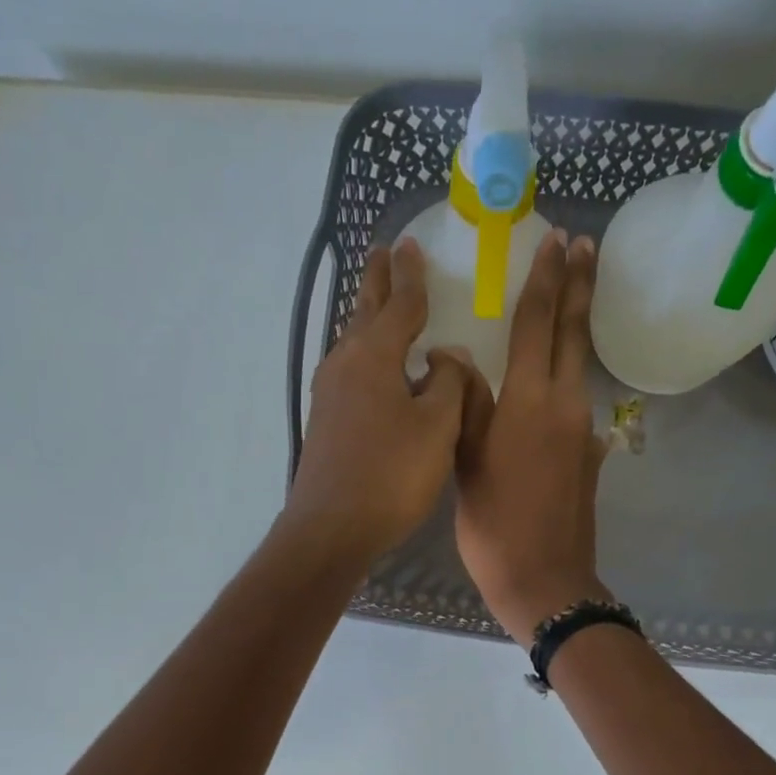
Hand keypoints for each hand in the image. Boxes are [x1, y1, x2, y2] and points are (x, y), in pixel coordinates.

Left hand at [284, 238, 484, 567]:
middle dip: (377, 282)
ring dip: (368, 317)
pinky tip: (372, 367)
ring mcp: (330, 394)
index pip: (400, 304)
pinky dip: (366, 354)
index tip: (411, 246)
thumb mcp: (437, 426)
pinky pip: (350, 372)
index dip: (411, 277)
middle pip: (365, 313)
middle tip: (383, 253)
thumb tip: (447, 356)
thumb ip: (449, 383)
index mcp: (375, 356)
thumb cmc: (391, 474)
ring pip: (354, 342)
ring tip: (378, 301)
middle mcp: (345, 365)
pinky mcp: (326, 422)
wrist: (332, 528)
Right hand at [454, 230, 608, 645]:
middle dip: (580, 285)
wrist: (545, 579)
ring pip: (581, 364)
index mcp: (529, 401)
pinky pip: (577, 399)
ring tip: (572, 295)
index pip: (539, 324)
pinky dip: (569, 374)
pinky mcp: (588, 454)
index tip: (557, 241)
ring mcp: (583, 430)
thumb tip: (455, 355)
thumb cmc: (494, 524)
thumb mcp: (467, 461)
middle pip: (575, 333)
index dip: (546, 280)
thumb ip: (465, 403)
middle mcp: (565, 404)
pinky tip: (555, 376)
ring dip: (577, 325)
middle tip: (585, 245)